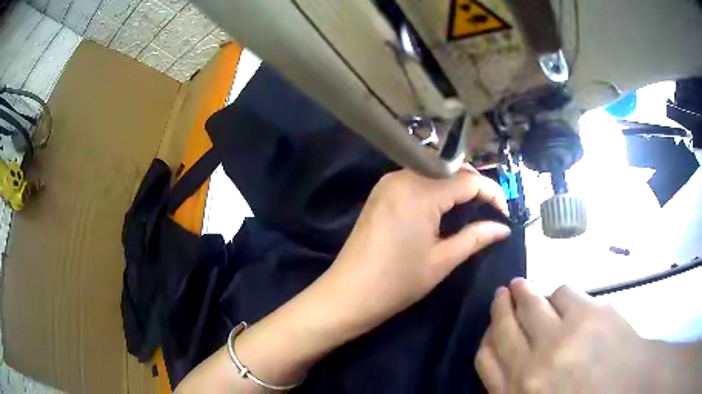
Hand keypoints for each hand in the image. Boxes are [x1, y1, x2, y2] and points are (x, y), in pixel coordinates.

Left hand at [323, 168, 511, 333]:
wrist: (348, 294)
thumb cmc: (397, 282)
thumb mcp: (442, 260)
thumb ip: (476, 237)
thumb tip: (503, 228)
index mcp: (420, 191)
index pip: (468, 180)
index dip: (492, 192)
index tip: (505, 212)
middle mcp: (403, 176)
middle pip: (450, 169)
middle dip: (475, 185)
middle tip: (491, 209)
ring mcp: (388, 183)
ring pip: (433, 172)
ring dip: (455, 186)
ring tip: (473, 208)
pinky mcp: (381, 193)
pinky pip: (416, 180)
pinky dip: (436, 189)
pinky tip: (444, 207)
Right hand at [476, 279, 650, 392]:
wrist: (630, 386)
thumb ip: (516, 387)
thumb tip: (504, 362)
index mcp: (520, 391)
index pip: (486, 357)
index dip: (485, 337)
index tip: (490, 328)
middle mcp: (534, 363)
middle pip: (504, 325)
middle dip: (501, 305)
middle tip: (503, 293)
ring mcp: (563, 337)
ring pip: (531, 303)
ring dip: (527, 295)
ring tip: (527, 289)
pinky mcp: (589, 314)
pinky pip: (562, 292)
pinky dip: (558, 295)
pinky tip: (564, 302)